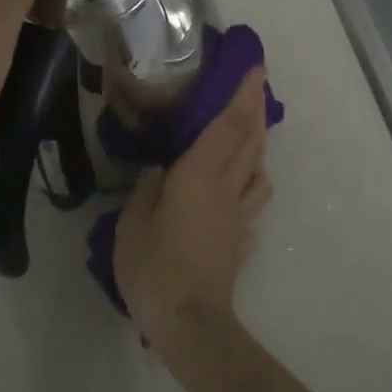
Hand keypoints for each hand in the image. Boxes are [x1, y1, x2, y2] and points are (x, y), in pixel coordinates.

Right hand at [113, 70, 273, 345]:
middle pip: (250, 140)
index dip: (243, 95)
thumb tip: (161, 170)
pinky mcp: (243, 239)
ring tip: (251, 133)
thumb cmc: (154, 267)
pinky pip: (254, 199)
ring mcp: (240, 214)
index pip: (228, 125)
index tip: (256, 69)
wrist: (190, 322)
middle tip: (258, 86)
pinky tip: (242, 187)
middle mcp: (227, 187)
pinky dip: (253, 181)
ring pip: (258, 169)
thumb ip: (148, 189)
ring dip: (259, 144)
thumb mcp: (132, 223)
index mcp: (200, 175)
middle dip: (256, 109)